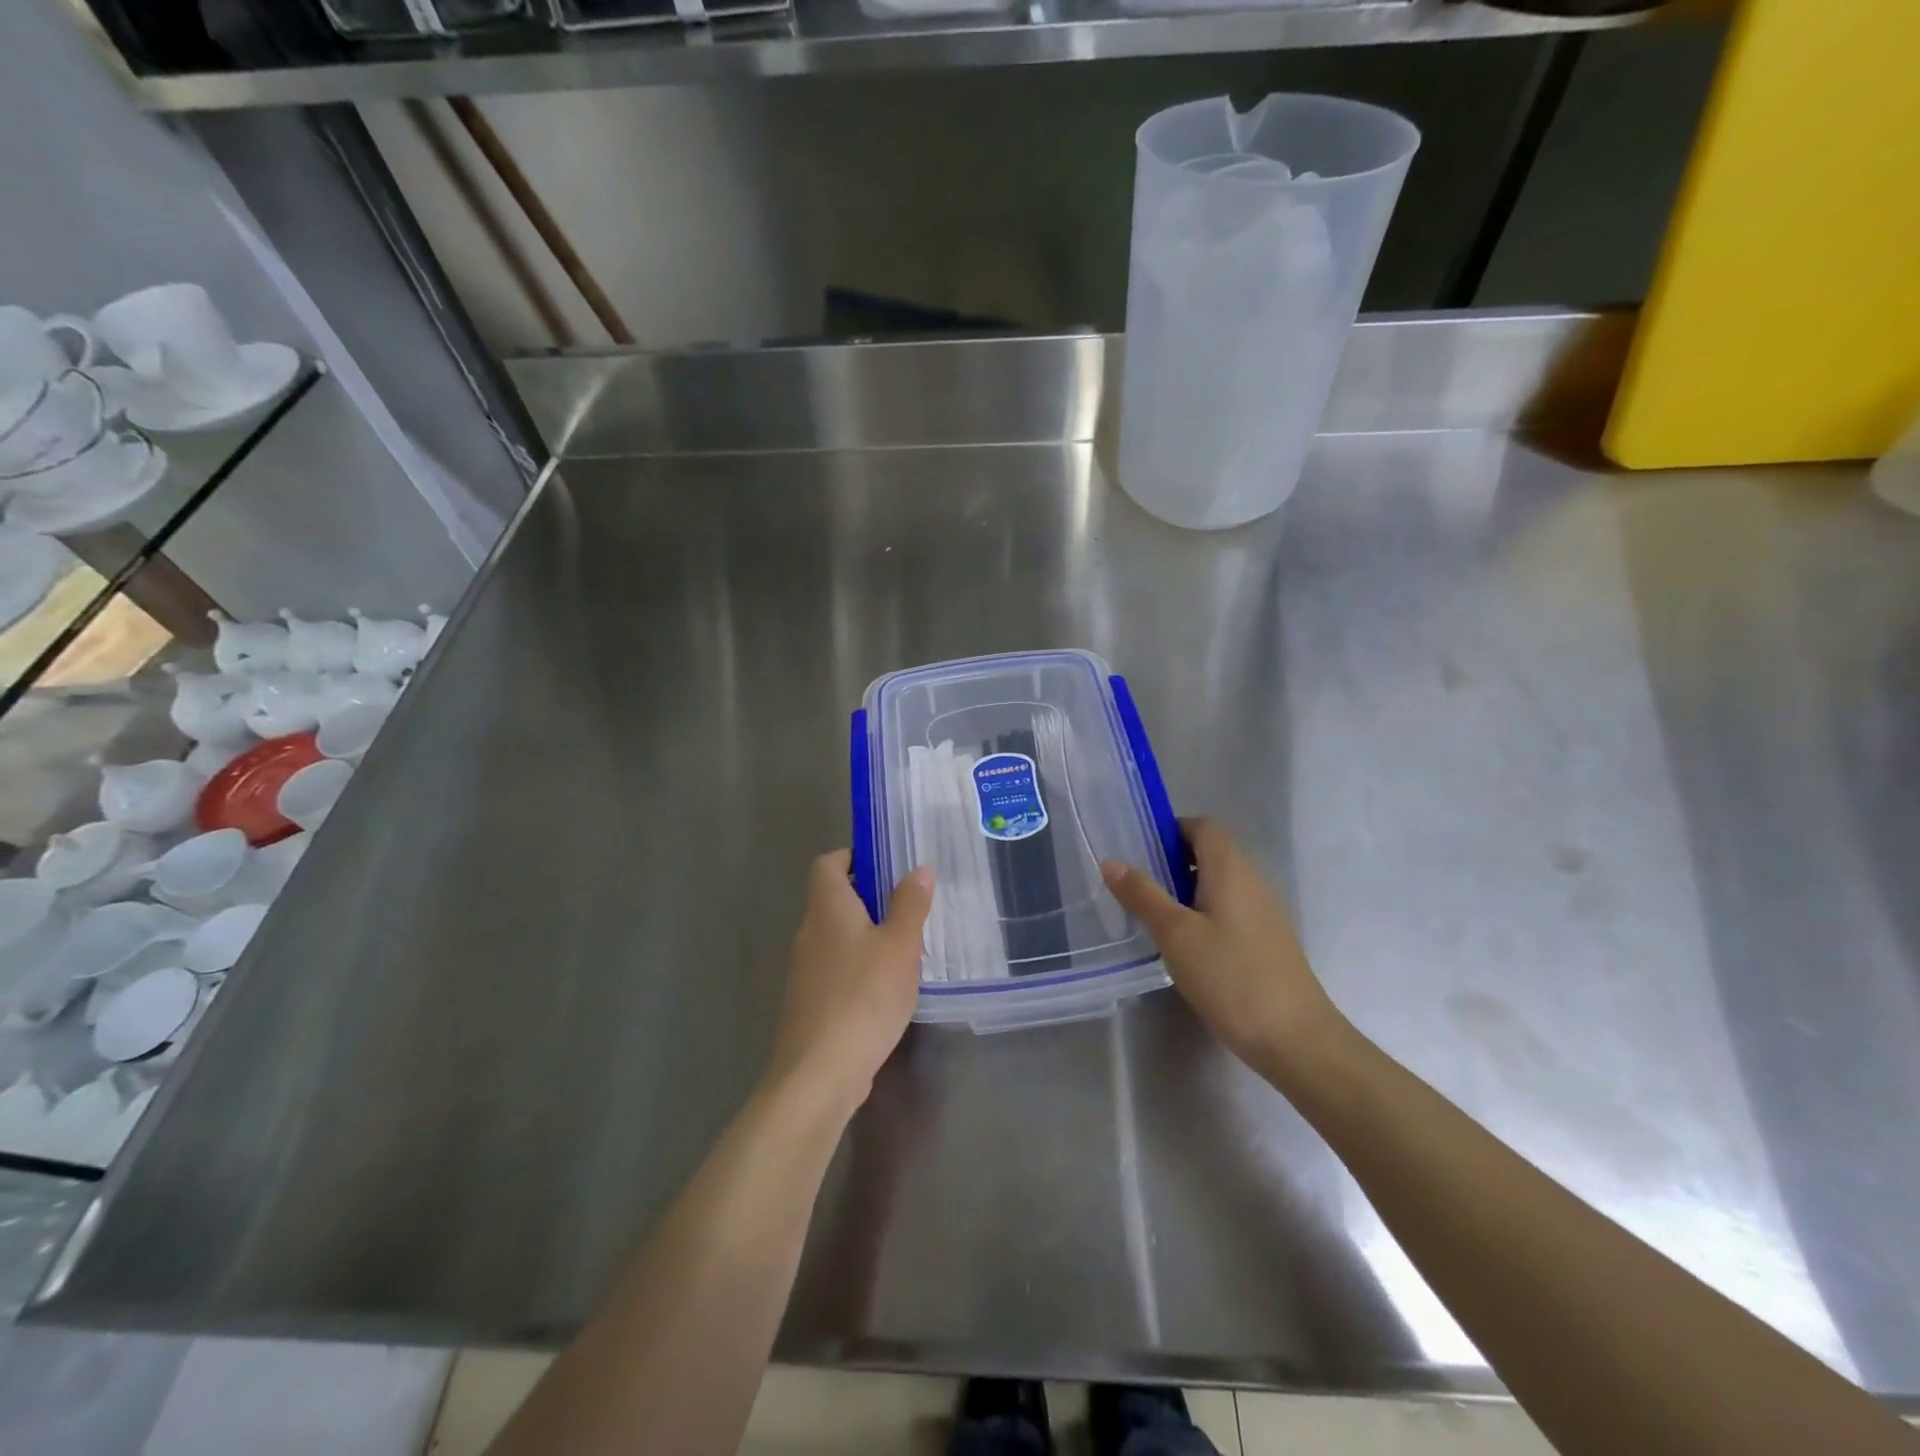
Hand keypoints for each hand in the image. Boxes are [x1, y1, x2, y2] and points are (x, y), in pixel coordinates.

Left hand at [767, 851, 933, 1116]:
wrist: (819, 1073)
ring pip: (837, 936)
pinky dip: (860, 966)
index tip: (889, 864)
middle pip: (834, 898)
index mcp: (827, 908)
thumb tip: (919, 868)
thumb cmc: (863, 996)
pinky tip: (889, 986)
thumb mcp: (899, 946)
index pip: (828, 863)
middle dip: (870, 896)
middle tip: (911, 904)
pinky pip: (837, 968)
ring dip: (867, 933)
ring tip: (907, 944)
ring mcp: (806, 970)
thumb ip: (910, 904)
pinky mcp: (811, 1002)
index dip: (854, 856)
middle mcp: (810, 932)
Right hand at [1102, 818, 1344, 1081]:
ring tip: (1156, 916)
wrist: (1297, 1039)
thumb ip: (1143, 895)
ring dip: (1188, 889)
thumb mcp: (1175, 934)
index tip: (1141, 850)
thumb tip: (1111, 862)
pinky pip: (1231, 910)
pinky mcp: (1268, 942)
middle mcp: (1253, 882)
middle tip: (1139, 885)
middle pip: (1213, 852)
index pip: (1204, 826)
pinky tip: (1188, 947)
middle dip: (1174, 861)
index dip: (1173, 829)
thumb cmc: (1230, 977)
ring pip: (1221, 883)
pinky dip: (1206, 913)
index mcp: (1231, 869)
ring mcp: (1265, 913)